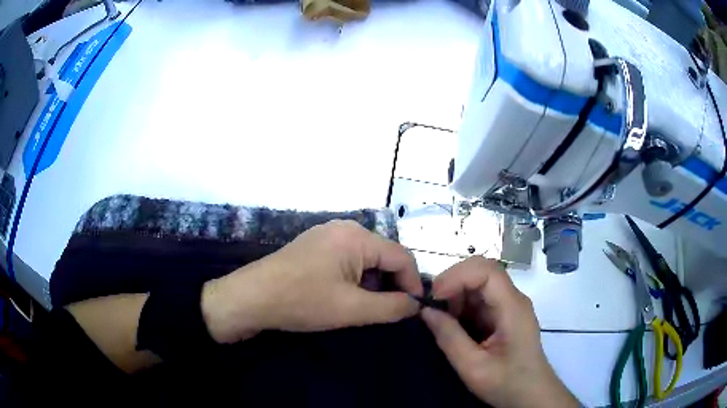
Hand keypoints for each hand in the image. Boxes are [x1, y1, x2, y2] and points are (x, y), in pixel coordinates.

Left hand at [202, 220, 423, 343]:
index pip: (401, 256)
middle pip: (383, 256)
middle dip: (391, 284)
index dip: (413, 283)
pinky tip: (344, 296)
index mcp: (356, 236)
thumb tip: (417, 305)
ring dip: (372, 283)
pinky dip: (355, 278)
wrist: (251, 298)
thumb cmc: (302, 301)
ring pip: (365, 259)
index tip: (414, 309)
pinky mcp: (314, 246)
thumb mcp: (353, 309)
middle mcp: (344, 228)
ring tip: (365, 307)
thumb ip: (392, 307)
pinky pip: (347, 259)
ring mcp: (326, 235)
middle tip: (390, 311)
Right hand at [420, 257, 577, 407]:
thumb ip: (449, 338)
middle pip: (482, 272)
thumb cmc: (507, 383)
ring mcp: (508, 306)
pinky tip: (451, 325)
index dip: (457, 276)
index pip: (486, 271)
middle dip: (453, 282)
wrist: (530, 395)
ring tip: (439, 319)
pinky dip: (460, 307)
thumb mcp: (473, 367)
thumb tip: (426, 311)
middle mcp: (512, 300)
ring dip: (455, 295)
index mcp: (512, 308)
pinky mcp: (503, 315)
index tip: (434, 297)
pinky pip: (479, 300)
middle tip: (431, 306)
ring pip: (478, 283)